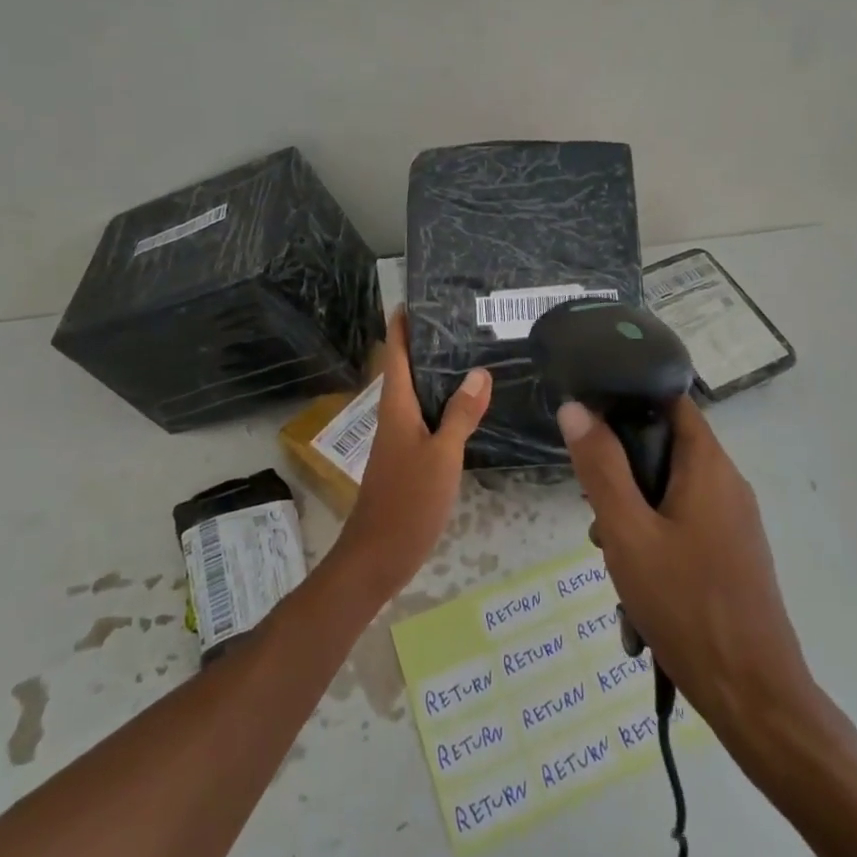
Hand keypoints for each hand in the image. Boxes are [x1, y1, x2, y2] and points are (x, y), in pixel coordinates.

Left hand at [329, 308, 491, 603]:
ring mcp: (400, 440)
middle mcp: (395, 418)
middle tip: (454, 319)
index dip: (399, 328)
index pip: (395, 357)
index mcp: (397, 409)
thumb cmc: (408, 501)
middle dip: (422, 344)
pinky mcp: (408, 459)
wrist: (377, 557)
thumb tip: (479, 371)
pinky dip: (442, 402)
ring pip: (416, 394)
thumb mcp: (442, 455)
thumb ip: (461, 414)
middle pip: (405, 371)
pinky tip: (465, 405)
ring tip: (465, 352)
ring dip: (434, 373)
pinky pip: (425, 417)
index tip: (409, 300)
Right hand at [557, 397, 821, 739]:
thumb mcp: (628, 533)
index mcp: (708, 465)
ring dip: (635, 517)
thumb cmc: (686, 606)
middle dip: (623, 475)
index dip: (629, 400)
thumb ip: (601, 468)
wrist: (755, 699)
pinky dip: (656, 544)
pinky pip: (685, 528)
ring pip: (671, 494)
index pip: (670, 400)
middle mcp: (727, 483)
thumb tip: (576, 408)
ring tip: (611, 560)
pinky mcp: (734, 555)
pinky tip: (637, 594)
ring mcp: (734, 522)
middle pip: (666, 450)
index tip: (590, 422)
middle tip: (596, 514)